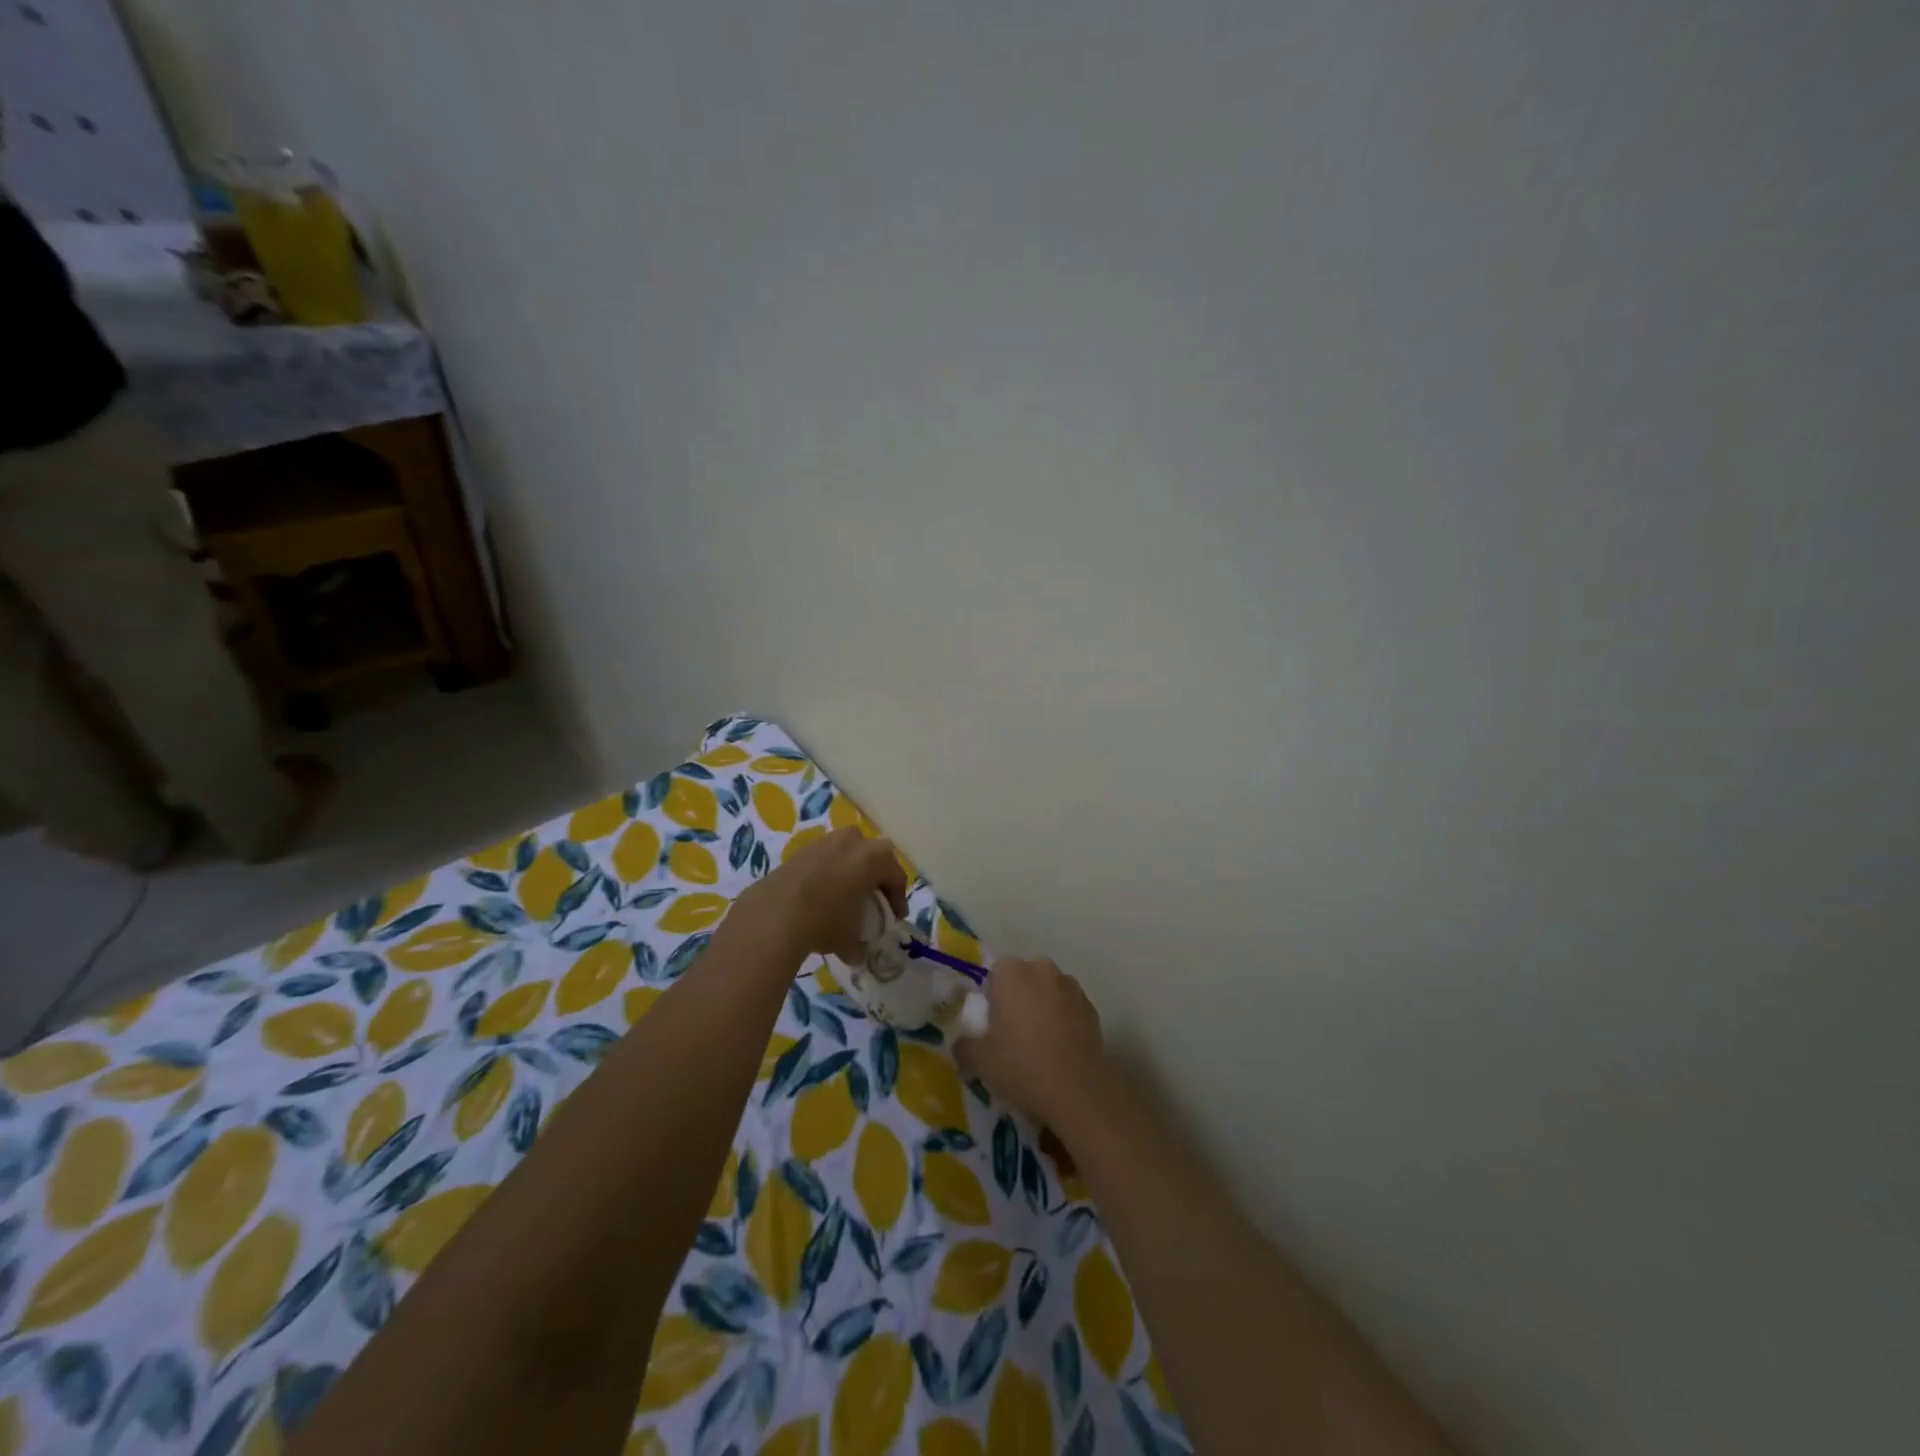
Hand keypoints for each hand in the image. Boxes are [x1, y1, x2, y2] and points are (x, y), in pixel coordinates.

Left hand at [728, 826, 907, 963]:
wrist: (773, 915)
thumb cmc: (825, 921)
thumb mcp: (849, 938)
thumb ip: (859, 944)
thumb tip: (857, 953)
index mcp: (873, 858)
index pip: (895, 874)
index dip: (898, 897)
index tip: (895, 916)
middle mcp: (851, 843)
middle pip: (871, 853)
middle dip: (874, 873)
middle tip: (871, 897)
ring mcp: (822, 843)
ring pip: (844, 851)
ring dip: (848, 870)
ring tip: (842, 896)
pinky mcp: (798, 852)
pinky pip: (820, 860)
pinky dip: (824, 874)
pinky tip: (817, 897)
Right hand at [958, 957, 1111, 1129]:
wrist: (1078, 1090)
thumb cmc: (1021, 1065)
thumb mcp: (979, 1061)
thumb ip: (964, 1046)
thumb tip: (962, 1044)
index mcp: (1011, 972)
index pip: (996, 972)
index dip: (992, 995)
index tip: (991, 1022)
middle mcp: (1042, 970)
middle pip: (1025, 976)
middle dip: (1019, 996)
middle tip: (1013, 1031)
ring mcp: (1071, 987)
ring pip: (1050, 990)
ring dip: (1044, 1006)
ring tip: (1040, 1042)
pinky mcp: (1092, 1008)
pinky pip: (1070, 1008)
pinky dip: (1065, 1021)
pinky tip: (1061, 1049)